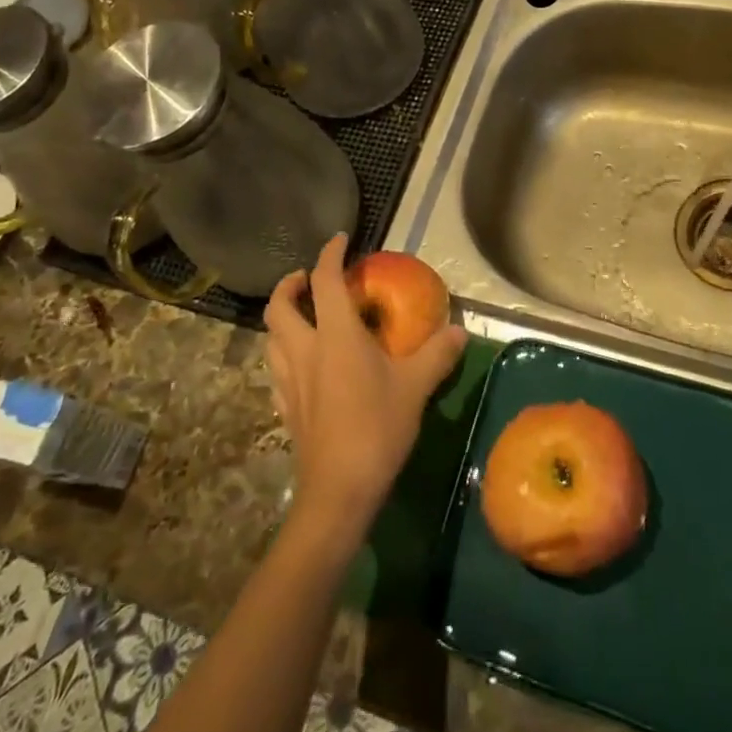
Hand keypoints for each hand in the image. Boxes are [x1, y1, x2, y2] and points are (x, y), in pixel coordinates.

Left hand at [265, 235, 466, 539]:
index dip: (330, 254)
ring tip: (304, 317)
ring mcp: (290, 382)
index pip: (325, 280)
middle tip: (307, 279)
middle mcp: (305, 350)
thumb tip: (459, 331)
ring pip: (272, 338)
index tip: (340, 239)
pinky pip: (277, 369)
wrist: (338, 492)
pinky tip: (304, 364)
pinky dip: (285, 353)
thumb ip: (437, 354)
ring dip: (283, 319)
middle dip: (290, 285)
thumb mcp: (416, 386)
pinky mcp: (286, 409)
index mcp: (335, 335)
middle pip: (280, 307)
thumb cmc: (376, 428)